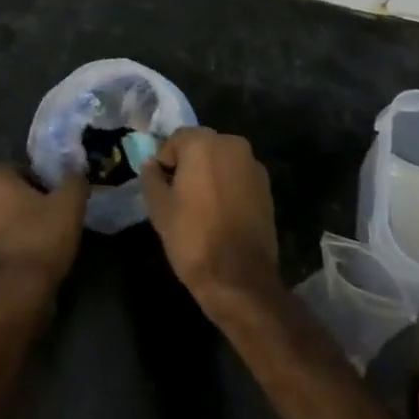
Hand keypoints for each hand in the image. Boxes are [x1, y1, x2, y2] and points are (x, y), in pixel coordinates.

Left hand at [0, 165, 88, 307]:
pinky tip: (19, 258)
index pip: (4, 167)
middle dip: (5, 197)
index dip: (24, 175)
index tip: (43, 190)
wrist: (15, 294)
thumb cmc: (40, 239)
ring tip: (27, 235)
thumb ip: (74, 181)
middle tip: (31, 209)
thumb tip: (76, 169)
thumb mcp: (70, 206)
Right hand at [138, 128, 280, 309]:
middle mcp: (231, 144)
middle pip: (202, 146)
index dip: (165, 161)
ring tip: (201, 206)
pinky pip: (239, 177)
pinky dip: (228, 186)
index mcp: (203, 143)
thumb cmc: (193, 238)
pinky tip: (222, 213)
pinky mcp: (267, 187)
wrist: (239, 278)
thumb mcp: (159, 209)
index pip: (176, 139)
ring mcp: (253, 165)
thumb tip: (151, 164)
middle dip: (189, 164)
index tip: (162, 187)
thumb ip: (151, 178)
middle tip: (179, 195)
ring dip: (210, 174)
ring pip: (222, 161)